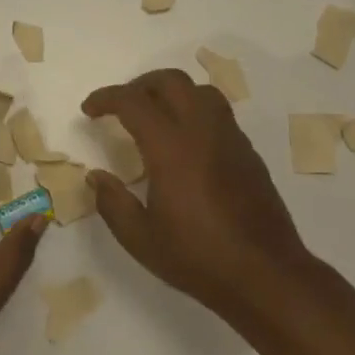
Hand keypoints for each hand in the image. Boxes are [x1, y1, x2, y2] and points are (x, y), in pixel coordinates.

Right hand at [81, 68, 317, 322]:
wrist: (265, 274)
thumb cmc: (198, 258)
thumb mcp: (140, 238)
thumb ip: (112, 202)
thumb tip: (96, 177)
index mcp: (171, 147)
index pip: (133, 101)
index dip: (106, 98)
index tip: (89, 110)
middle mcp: (202, 131)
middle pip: (171, 81)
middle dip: (140, 84)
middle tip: (121, 106)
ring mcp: (230, 138)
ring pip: (200, 91)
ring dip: (172, 92)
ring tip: (155, 115)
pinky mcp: (248, 152)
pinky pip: (219, 113)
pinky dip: (195, 111)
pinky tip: (186, 142)